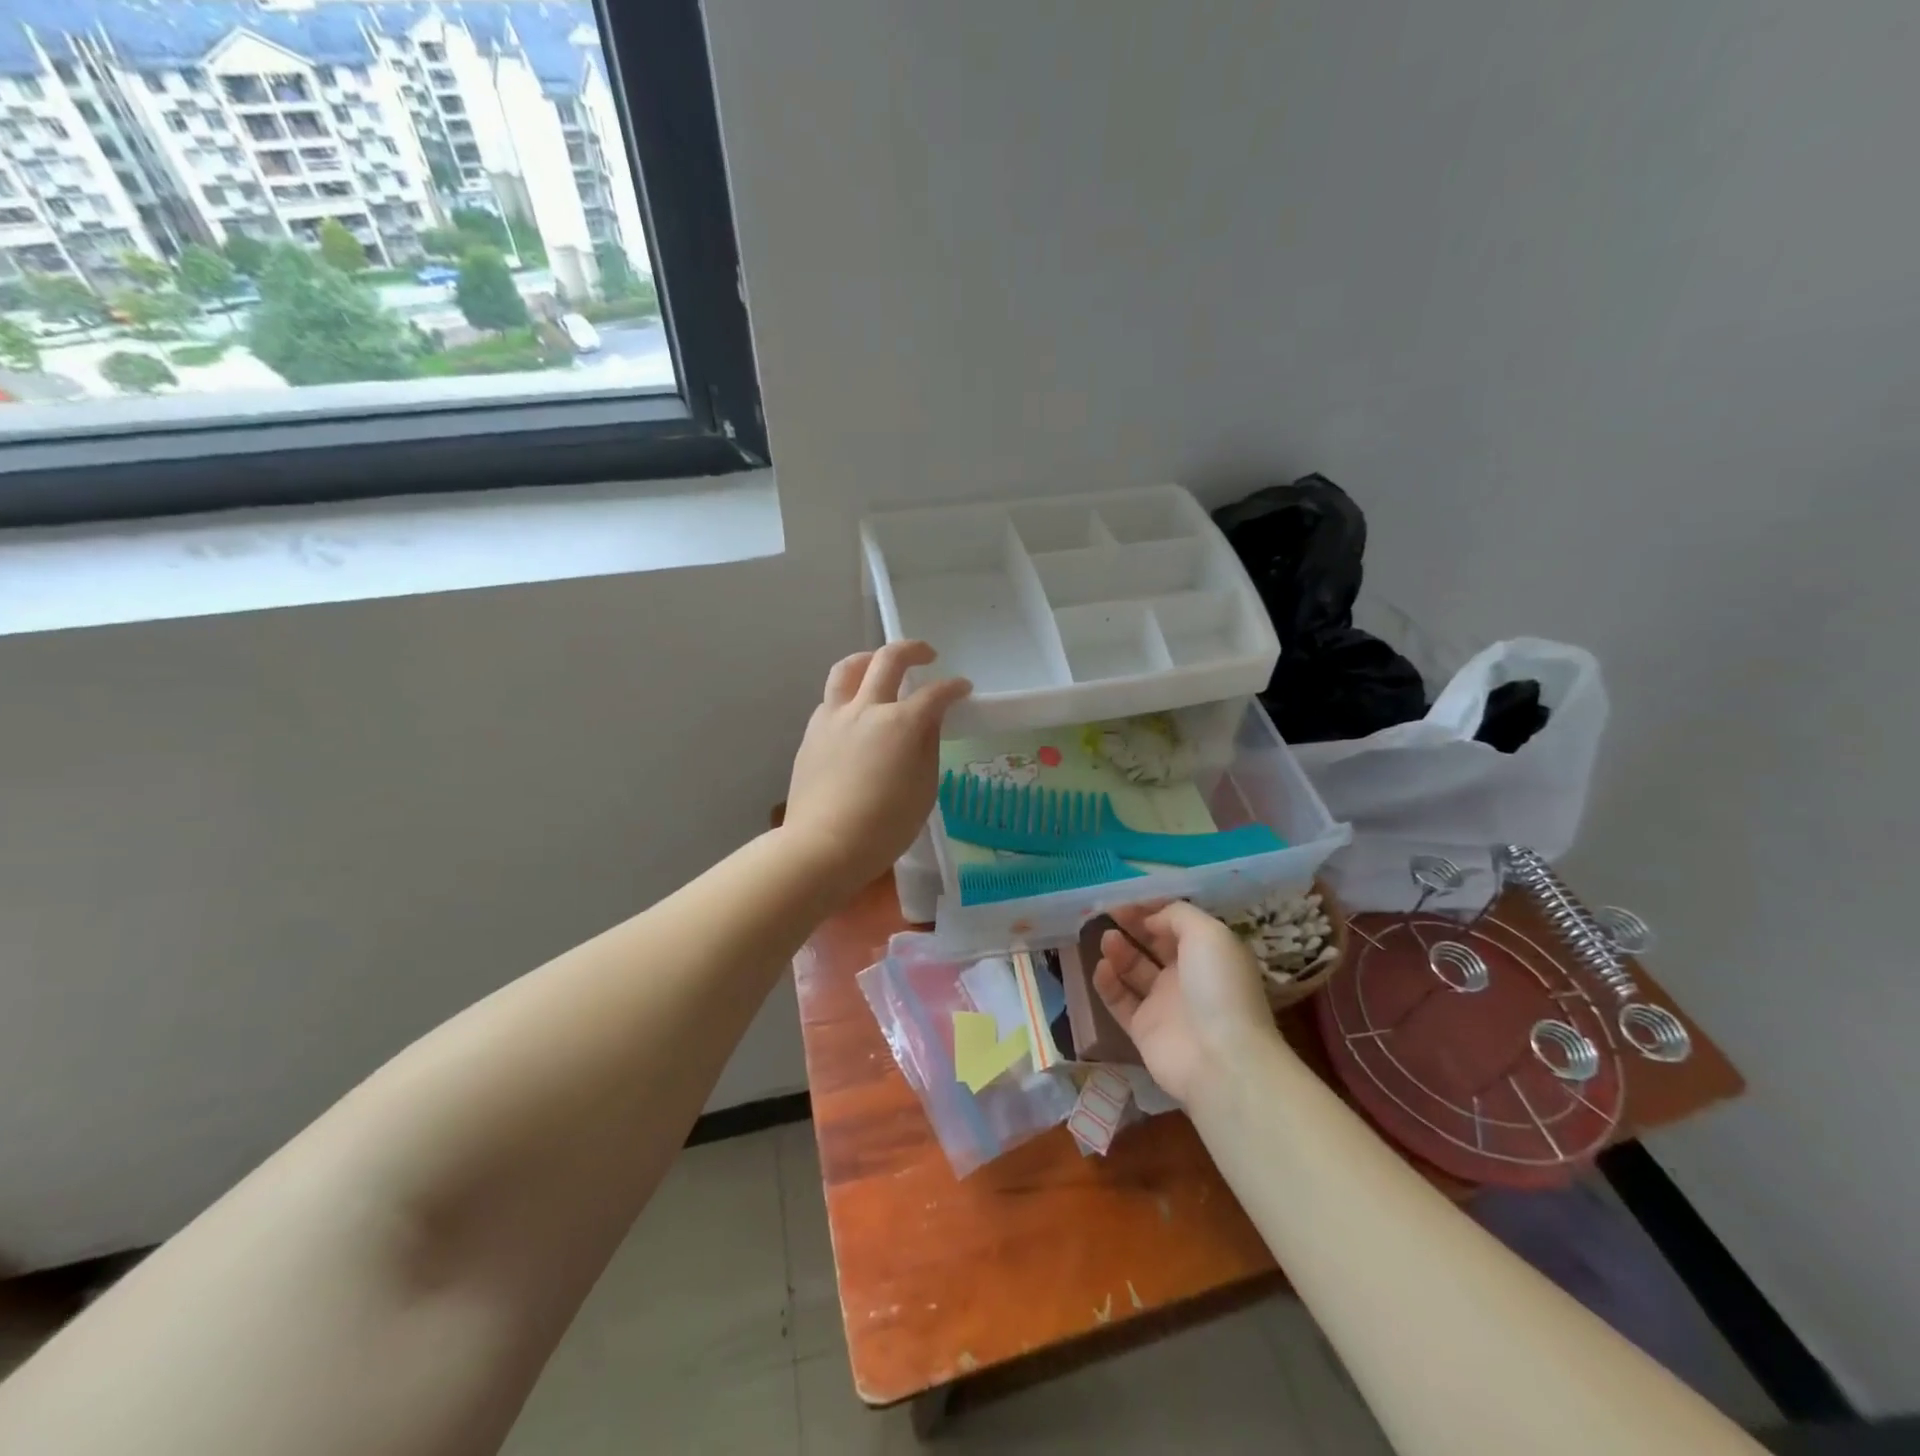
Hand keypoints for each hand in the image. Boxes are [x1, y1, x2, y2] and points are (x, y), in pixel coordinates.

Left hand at [785, 642, 970, 897]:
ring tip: (878, 665)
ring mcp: (834, 717)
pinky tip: (855, 712)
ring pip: (848, 669)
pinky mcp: (812, 733)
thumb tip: (929, 721)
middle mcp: (867, 708)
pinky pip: (831, 698)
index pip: (935, 694)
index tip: (962, 689)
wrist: (824, 845)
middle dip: (912, 650)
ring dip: (869, 659)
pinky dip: (849, 693)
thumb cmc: (886, 826)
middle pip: (889, 660)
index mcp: (901, 723)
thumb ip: (928, 747)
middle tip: (926, 655)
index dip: (953, 688)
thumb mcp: (924, 789)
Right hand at [1093, 901, 1288, 1105]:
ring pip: (1134, 969)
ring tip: (1107, 940)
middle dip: (1132, 925)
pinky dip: (1108, 983)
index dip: (1152, 908)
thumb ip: (1177, 915)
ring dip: (1119, 951)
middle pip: (1153, 943)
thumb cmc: (1218, 986)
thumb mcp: (1208, 933)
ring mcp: (1164, 1003)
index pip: (1175, 923)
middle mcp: (1187, 975)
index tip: (1126, 898)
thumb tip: (1150, 918)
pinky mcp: (1143, 1028)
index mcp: (1208, 952)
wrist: (1220, 1059)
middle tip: (1107, 911)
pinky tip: (1102, 967)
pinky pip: (1120, 1000)